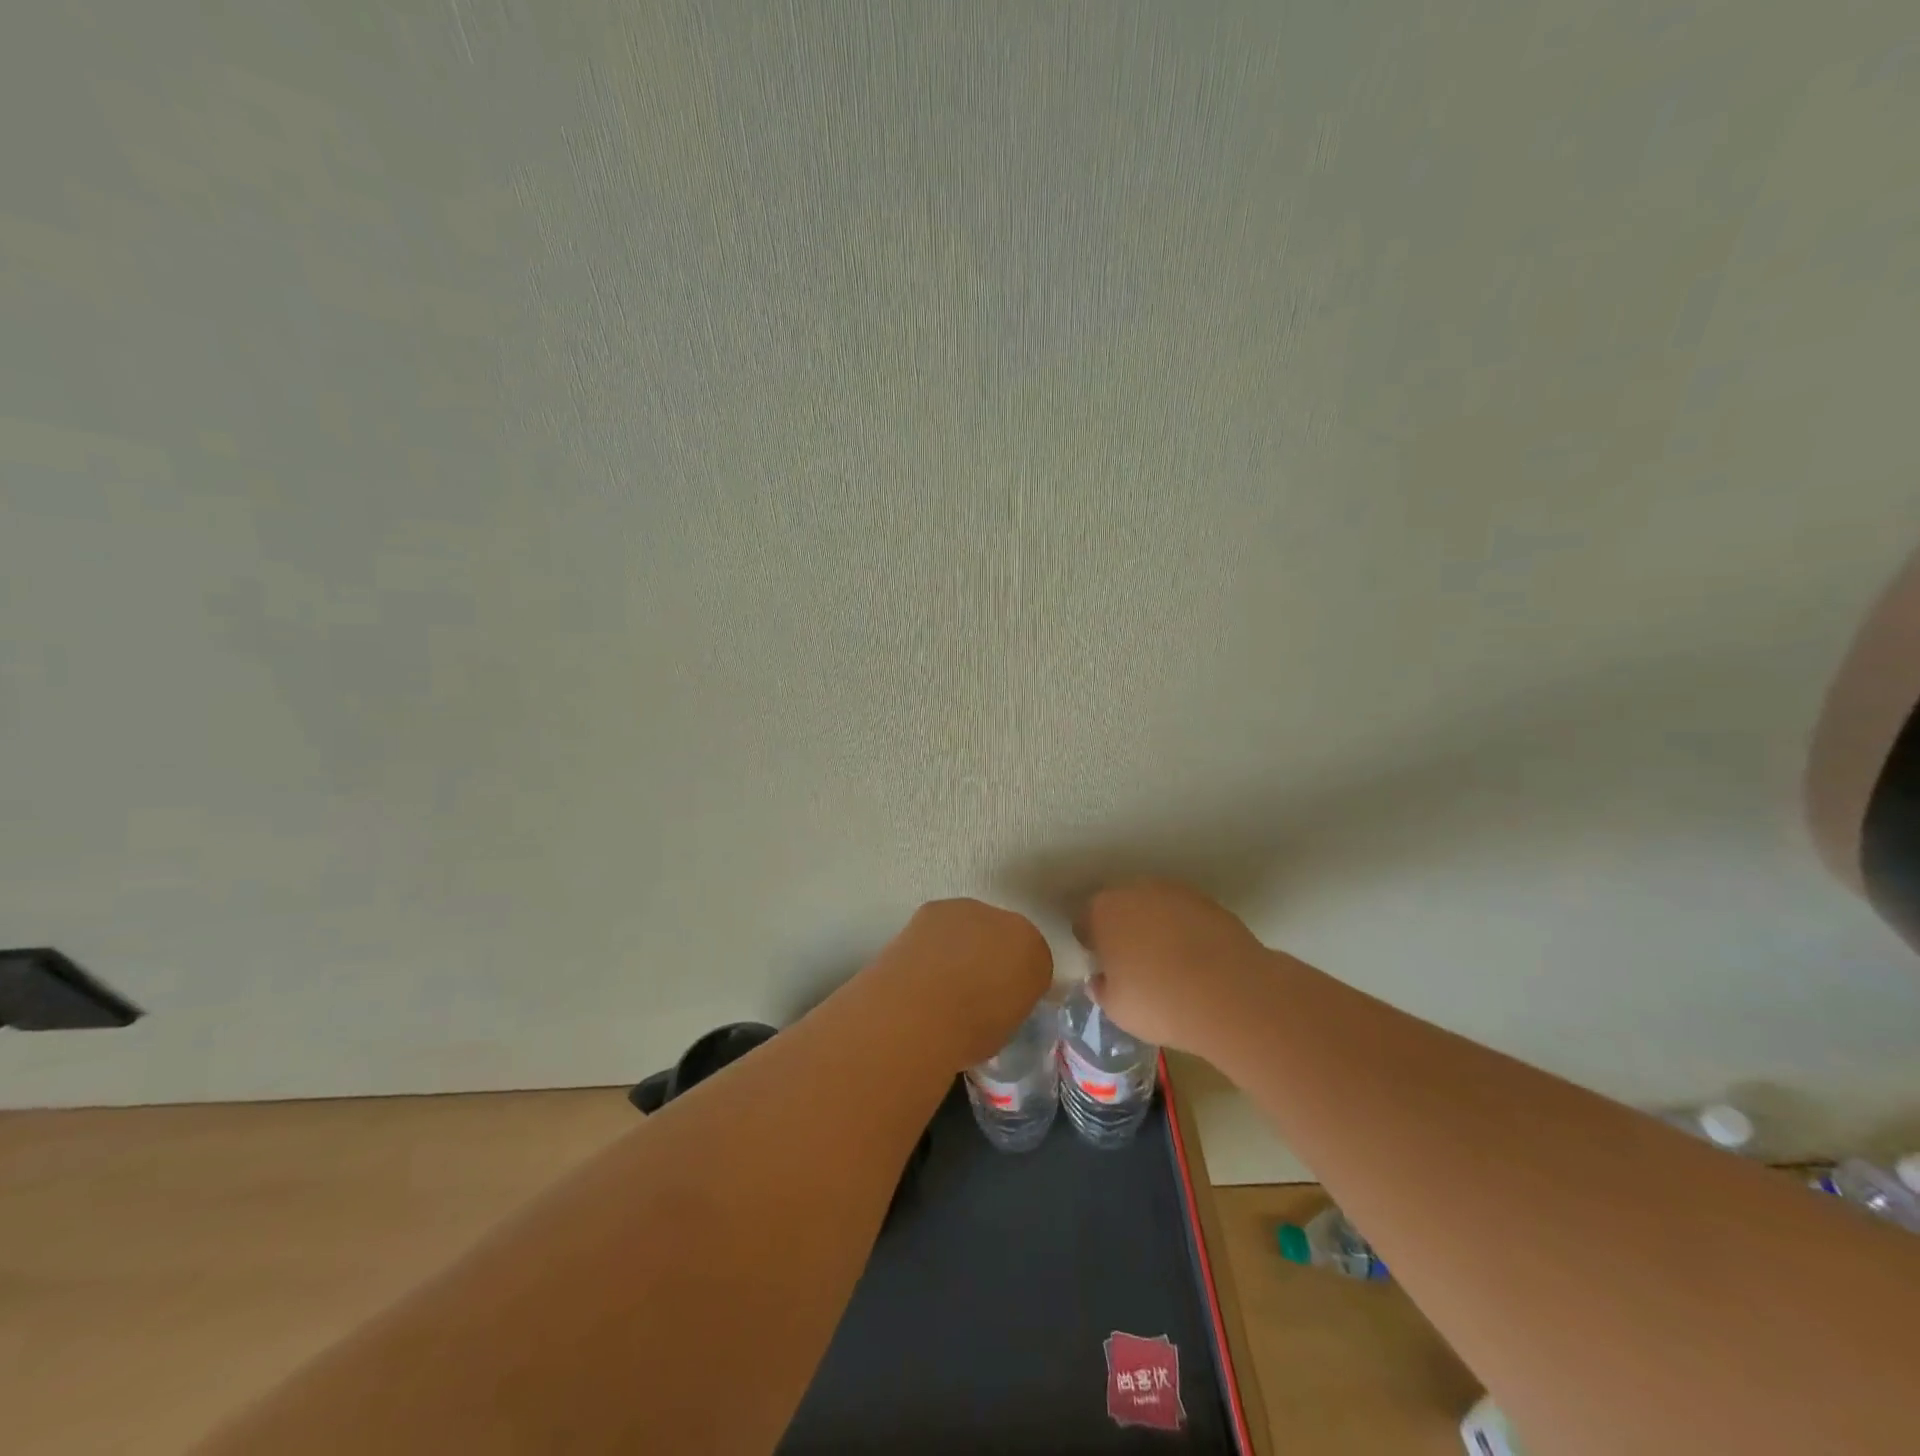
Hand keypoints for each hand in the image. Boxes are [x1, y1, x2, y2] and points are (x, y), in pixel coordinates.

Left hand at [870, 899, 1052, 1070]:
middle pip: (1002, 937)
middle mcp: (1009, 923)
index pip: (1033, 963)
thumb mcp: (1005, 1028)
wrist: (920, 1012)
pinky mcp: (934, 907)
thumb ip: (1009, 1002)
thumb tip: (995, 1000)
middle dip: (990, 956)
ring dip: (961, 945)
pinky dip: (933, 941)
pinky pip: (940, 924)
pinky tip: (919, 965)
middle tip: (969, 988)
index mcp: (1035, 954)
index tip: (1000, 1002)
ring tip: (938, 978)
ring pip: (970, 926)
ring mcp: (970, 910)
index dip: (1015, 983)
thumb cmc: (970, 1033)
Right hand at [1075, 881, 1269, 1052]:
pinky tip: (1196, 960)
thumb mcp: (1117, 1009)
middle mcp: (1135, 891)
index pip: (1084, 921)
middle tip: (1133, 963)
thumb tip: (1101, 981)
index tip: (1102, 966)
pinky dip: (1185, 930)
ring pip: (1154, 907)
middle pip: (1120, 907)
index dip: (1091, 944)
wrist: (1230, 994)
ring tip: (1169, 962)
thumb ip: (1102, 989)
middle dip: (1122, 929)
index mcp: (1103, 912)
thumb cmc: (1159, 1002)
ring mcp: (1175, 892)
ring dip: (1155, 927)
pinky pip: (1185, 915)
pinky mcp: (1209, 902)